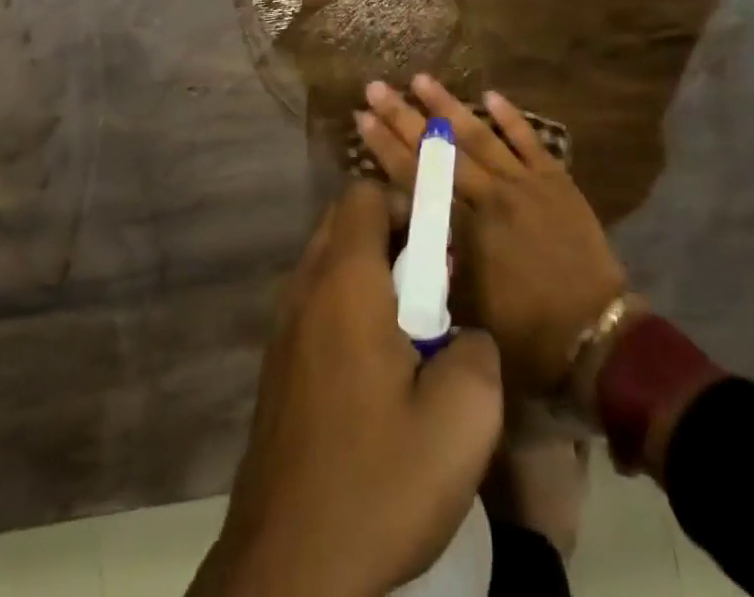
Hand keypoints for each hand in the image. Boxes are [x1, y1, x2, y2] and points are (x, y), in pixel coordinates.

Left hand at [194, 180, 503, 596]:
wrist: (287, 569)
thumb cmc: (377, 482)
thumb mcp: (462, 420)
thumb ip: (477, 350)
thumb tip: (463, 333)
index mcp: (344, 282)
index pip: (364, 195)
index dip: (406, 204)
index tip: (440, 251)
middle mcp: (304, 289)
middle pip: (344, 223)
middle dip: (393, 238)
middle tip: (432, 293)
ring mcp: (282, 329)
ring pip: (329, 265)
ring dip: (372, 277)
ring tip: (410, 339)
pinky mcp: (277, 367)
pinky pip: (316, 306)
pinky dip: (348, 311)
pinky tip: (376, 378)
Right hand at [357, 76, 627, 398]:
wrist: (596, 335)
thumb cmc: (525, 333)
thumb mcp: (464, 307)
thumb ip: (434, 262)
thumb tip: (404, 229)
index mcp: (465, 229)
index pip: (416, 177)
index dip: (385, 147)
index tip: (361, 118)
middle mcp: (490, 196)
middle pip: (440, 149)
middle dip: (404, 116)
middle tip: (376, 87)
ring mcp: (525, 183)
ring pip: (480, 136)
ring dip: (448, 105)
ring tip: (421, 78)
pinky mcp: (555, 180)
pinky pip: (529, 141)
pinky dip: (510, 117)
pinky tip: (491, 94)